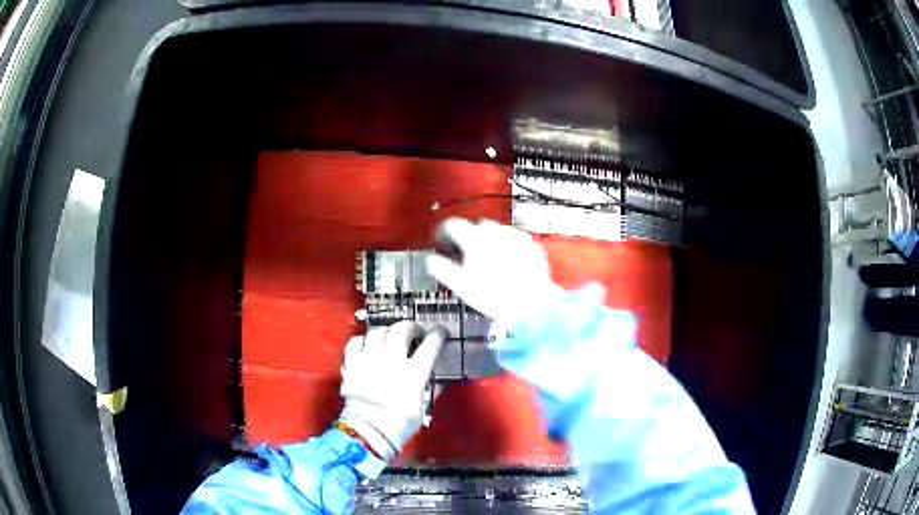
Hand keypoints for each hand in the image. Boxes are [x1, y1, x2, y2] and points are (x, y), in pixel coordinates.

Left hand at [339, 321, 445, 459]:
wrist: (368, 432)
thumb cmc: (399, 424)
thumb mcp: (421, 407)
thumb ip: (425, 388)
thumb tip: (429, 379)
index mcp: (413, 373)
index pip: (430, 346)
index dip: (437, 335)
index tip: (440, 332)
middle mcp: (391, 361)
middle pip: (402, 330)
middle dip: (411, 327)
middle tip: (414, 332)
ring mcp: (369, 360)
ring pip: (377, 331)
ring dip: (386, 332)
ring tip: (389, 337)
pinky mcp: (351, 365)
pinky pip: (355, 342)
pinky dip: (362, 341)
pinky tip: (366, 345)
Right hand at [425, 218, 562, 330]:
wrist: (532, 305)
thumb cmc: (493, 296)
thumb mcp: (460, 285)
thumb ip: (441, 268)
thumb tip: (430, 259)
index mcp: (475, 239)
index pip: (452, 225)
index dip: (443, 232)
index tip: (440, 241)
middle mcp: (496, 232)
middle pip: (477, 226)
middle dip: (469, 236)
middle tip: (465, 253)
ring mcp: (516, 237)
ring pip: (498, 231)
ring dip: (490, 240)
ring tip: (488, 259)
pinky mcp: (532, 246)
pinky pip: (516, 240)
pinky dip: (509, 247)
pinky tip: (509, 263)